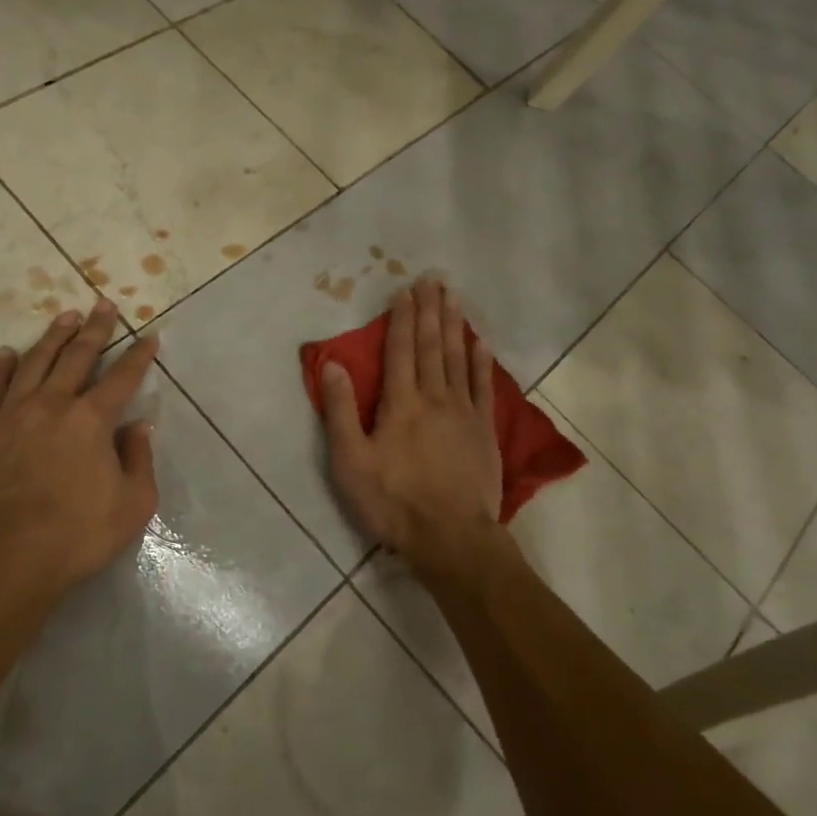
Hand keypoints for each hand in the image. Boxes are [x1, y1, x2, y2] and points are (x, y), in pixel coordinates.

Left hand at [0, 301, 159, 602]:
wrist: (4, 557)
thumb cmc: (77, 534)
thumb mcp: (133, 505)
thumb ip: (139, 460)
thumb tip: (138, 428)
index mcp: (93, 420)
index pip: (123, 377)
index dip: (140, 355)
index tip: (150, 335)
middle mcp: (53, 404)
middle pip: (78, 356)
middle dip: (96, 329)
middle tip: (104, 305)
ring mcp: (13, 414)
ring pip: (35, 363)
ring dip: (53, 337)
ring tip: (65, 318)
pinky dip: (2, 367)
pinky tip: (8, 353)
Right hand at [319, 279, 510, 586]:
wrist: (450, 536)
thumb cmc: (393, 501)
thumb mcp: (351, 461)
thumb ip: (341, 411)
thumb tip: (332, 364)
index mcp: (400, 403)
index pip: (400, 350)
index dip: (401, 318)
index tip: (405, 291)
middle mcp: (434, 397)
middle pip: (431, 345)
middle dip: (430, 310)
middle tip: (433, 279)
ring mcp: (463, 412)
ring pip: (458, 358)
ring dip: (455, 325)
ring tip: (454, 297)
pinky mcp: (484, 430)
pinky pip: (482, 385)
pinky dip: (481, 361)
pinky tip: (480, 342)